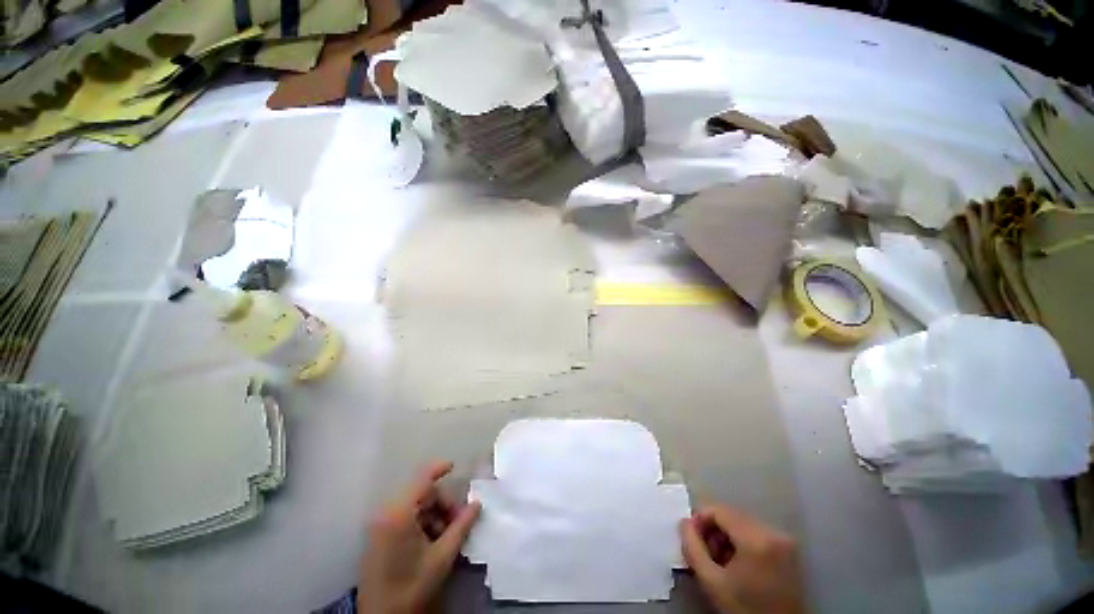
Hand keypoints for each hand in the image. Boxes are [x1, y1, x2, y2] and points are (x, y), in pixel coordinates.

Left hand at [358, 461, 480, 613]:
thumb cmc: (412, 586)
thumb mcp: (442, 556)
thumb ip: (461, 526)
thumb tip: (477, 504)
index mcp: (399, 515)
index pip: (422, 479)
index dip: (438, 468)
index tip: (454, 466)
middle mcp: (387, 514)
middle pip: (422, 495)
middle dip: (443, 504)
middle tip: (458, 521)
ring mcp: (381, 526)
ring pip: (416, 507)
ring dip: (435, 515)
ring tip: (447, 535)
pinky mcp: (379, 537)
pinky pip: (406, 518)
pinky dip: (423, 523)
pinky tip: (433, 541)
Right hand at [680, 504, 804, 613]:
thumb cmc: (744, 609)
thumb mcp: (712, 582)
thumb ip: (692, 548)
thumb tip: (684, 523)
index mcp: (756, 539)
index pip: (719, 510)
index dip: (700, 519)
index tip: (690, 537)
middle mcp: (773, 533)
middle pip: (731, 516)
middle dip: (713, 530)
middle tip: (704, 552)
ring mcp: (784, 540)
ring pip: (742, 523)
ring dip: (726, 536)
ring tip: (719, 560)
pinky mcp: (788, 549)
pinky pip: (756, 533)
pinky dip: (741, 542)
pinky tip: (736, 563)